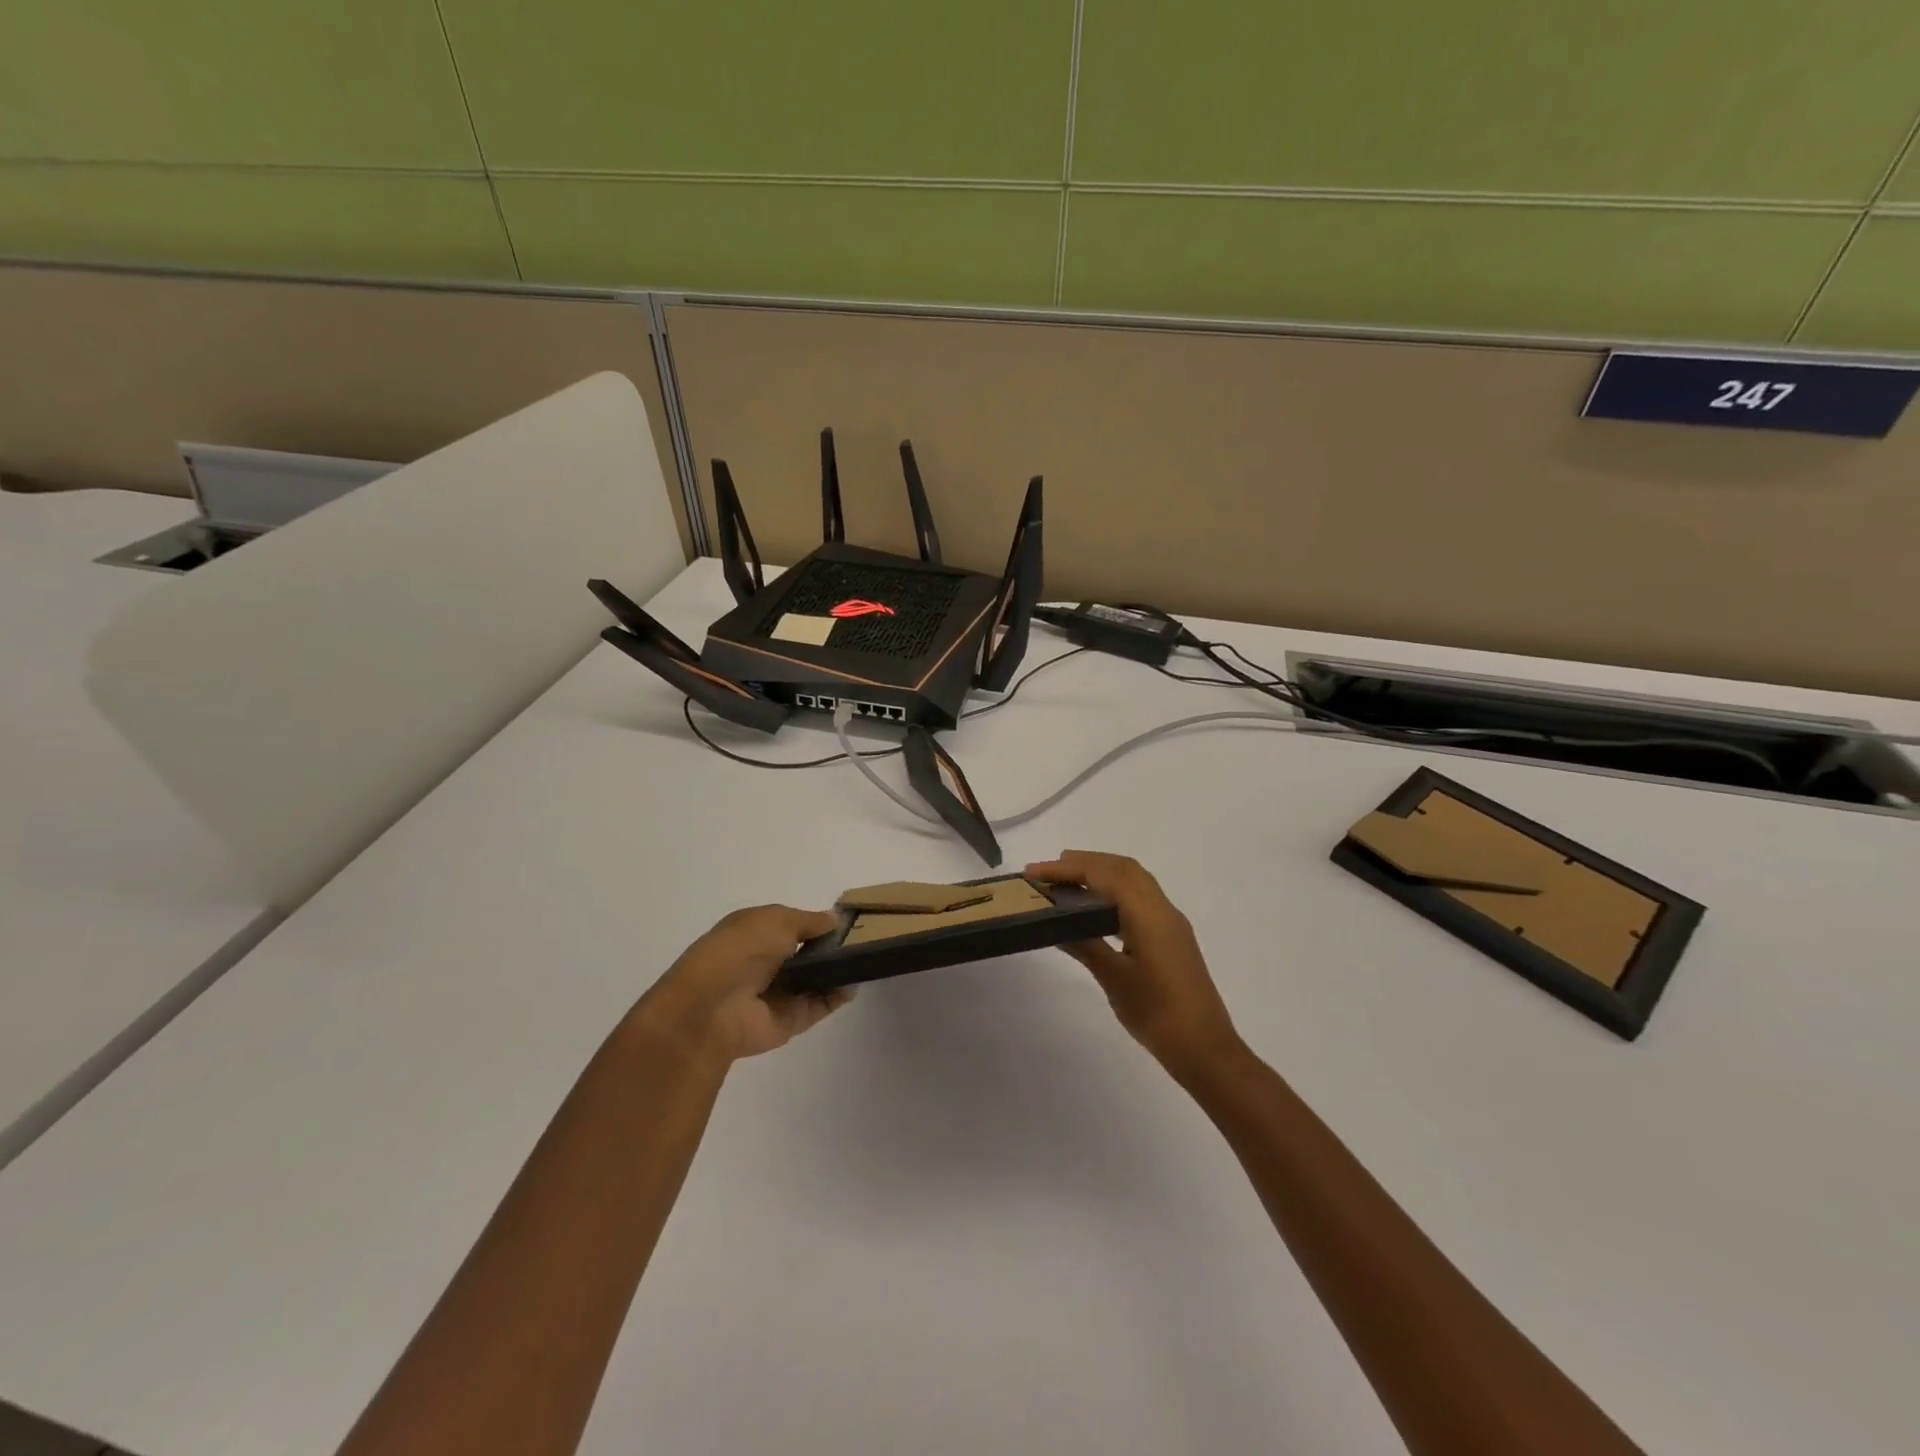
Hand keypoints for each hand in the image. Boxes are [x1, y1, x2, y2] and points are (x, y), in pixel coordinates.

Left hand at [630, 905, 851, 1067]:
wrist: (711, 1009)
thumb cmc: (740, 950)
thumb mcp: (776, 920)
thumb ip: (809, 920)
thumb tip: (834, 921)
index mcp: (756, 933)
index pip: (793, 926)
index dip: (818, 923)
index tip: (849, 920)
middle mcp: (766, 962)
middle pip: (807, 953)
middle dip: (832, 947)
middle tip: (864, 938)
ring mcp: (779, 993)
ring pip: (816, 980)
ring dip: (838, 971)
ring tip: (866, 959)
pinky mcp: (790, 1021)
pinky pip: (819, 1006)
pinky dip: (837, 996)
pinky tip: (854, 982)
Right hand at [1026, 851, 1241, 1079]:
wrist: (1205, 1049)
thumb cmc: (1157, 1013)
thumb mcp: (1114, 979)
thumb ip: (1084, 945)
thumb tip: (1055, 924)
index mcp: (1148, 914)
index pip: (1104, 875)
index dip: (1068, 868)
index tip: (1034, 872)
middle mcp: (1162, 909)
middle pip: (1122, 868)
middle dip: (1085, 862)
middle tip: (1048, 871)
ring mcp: (1170, 922)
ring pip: (1134, 880)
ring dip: (1101, 873)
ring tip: (1067, 884)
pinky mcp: (1172, 937)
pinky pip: (1140, 897)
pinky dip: (1115, 890)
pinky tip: (1096, 910)